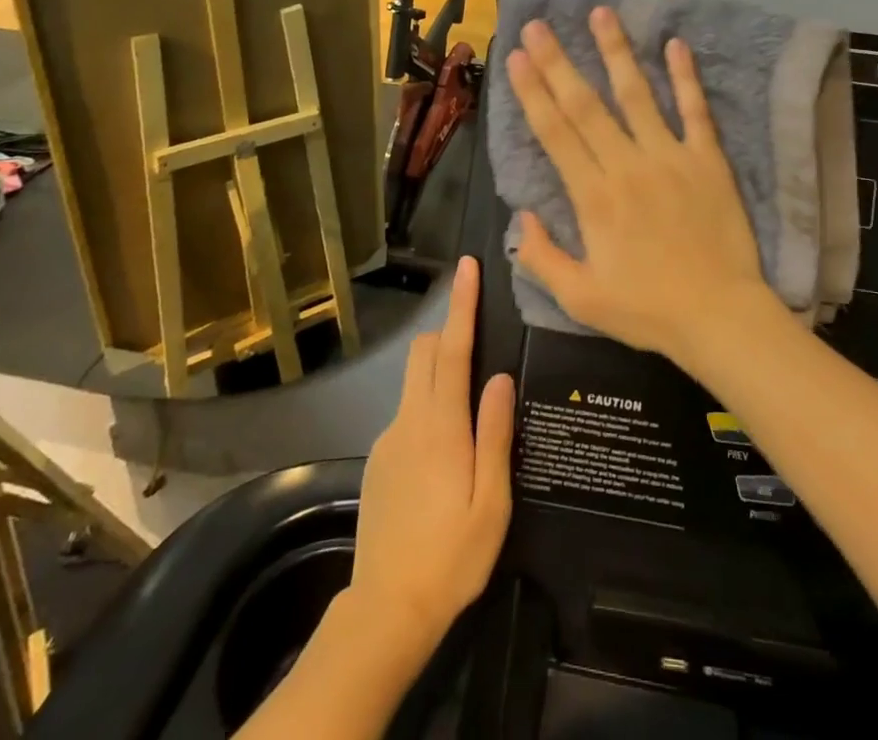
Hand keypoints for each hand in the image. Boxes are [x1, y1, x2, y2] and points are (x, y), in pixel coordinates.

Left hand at [350, 257, 513, 647]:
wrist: (386, 611)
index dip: (462, 304)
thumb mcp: (491, 501)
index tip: (467, 266)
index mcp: (441, 426)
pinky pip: (408, 414)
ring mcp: (389, 439)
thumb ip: (495, 433)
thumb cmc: (452, 556)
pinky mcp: (379, 459)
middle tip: (479, 338)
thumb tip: (499, 376)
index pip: (453, 348)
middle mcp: (409, 420)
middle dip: (449, 330)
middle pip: (425, 352)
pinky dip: (429, 408)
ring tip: (471, 412)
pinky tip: (446, 456)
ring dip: (440, 371)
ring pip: (415, 381)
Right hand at [505, 8, 772, 374]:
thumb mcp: (581, 299)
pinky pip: (694, 111)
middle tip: (538, 25)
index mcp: (593, 197)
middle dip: (558, 62)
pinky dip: (685, 77)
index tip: (517, 58)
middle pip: (586, 105)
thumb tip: (520, 217)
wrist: (720, 316)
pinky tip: (675, 45)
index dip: (533, 92)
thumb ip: (543, 258)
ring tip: (600, 14)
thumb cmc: (648, 310)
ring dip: (616, 52)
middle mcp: (627, 165)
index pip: (555, 133)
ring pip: (637, 95)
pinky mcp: (707, 160)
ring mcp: (670, 158)